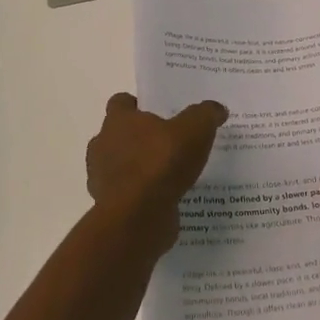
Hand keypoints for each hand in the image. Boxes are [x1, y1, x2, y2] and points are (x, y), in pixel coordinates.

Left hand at [86, 93, 228, 257]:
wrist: (138, 217)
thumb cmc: (161, 163)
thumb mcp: (195, 130)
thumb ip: (206, 115)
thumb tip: (217, 109)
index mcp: (118, 121)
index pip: (120, 102)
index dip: (137, 105)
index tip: (157, 113)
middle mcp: (103, 145)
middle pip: (119, 134)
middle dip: (139, 138)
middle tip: (169, 143)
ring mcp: (102, 178)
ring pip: (121, 165)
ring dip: (139, 168)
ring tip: (170, 174)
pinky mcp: (110, 206)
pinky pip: (127, 194)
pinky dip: (142, 194)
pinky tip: (165, 198)